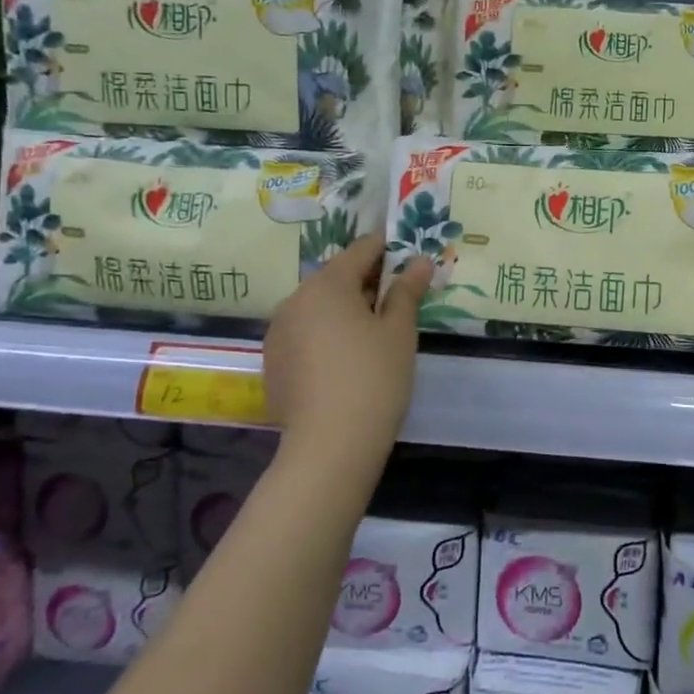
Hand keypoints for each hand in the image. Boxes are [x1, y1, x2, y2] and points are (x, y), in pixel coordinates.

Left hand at [262, 235, 431, 464]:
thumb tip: (419, 261)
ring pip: (319, 306)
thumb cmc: (374, 377)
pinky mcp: (273, 361)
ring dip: (346, 308)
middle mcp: (295, 299)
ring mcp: (279, 331)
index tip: (410, 257)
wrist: (330, 445)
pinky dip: (327, 333)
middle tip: (400, 298)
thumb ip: (407, 291)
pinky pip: (305, 332)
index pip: (361, 249)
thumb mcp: (399, 331)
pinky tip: (348, 358)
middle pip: (337, 277)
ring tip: (376, 330)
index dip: (388, 249)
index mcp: (327, 284)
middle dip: (368, 281)